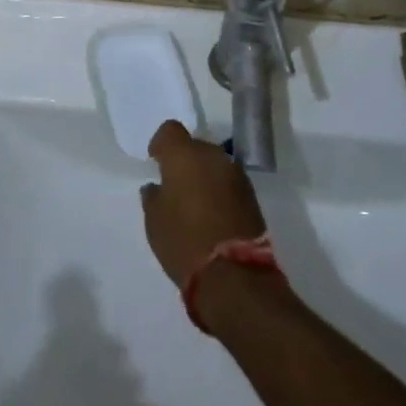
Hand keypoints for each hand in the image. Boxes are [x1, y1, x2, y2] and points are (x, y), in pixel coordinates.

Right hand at [139, 121, 266, 288]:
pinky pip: (228, 182)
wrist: (234, 275)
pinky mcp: (252, 195)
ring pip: (214, 164)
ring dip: (204, 176)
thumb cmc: (184, 241)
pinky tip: (212, 213)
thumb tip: (157, 187)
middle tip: (175, 185)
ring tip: (195, 202)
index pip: (170, 130)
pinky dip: (219, 191)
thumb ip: (154, 196)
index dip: (161, 144)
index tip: (156, 162)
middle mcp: (212, 156)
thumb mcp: (155, 221)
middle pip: (195, 146)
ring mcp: (236, 174)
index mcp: (184, 155)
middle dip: (184, 160)